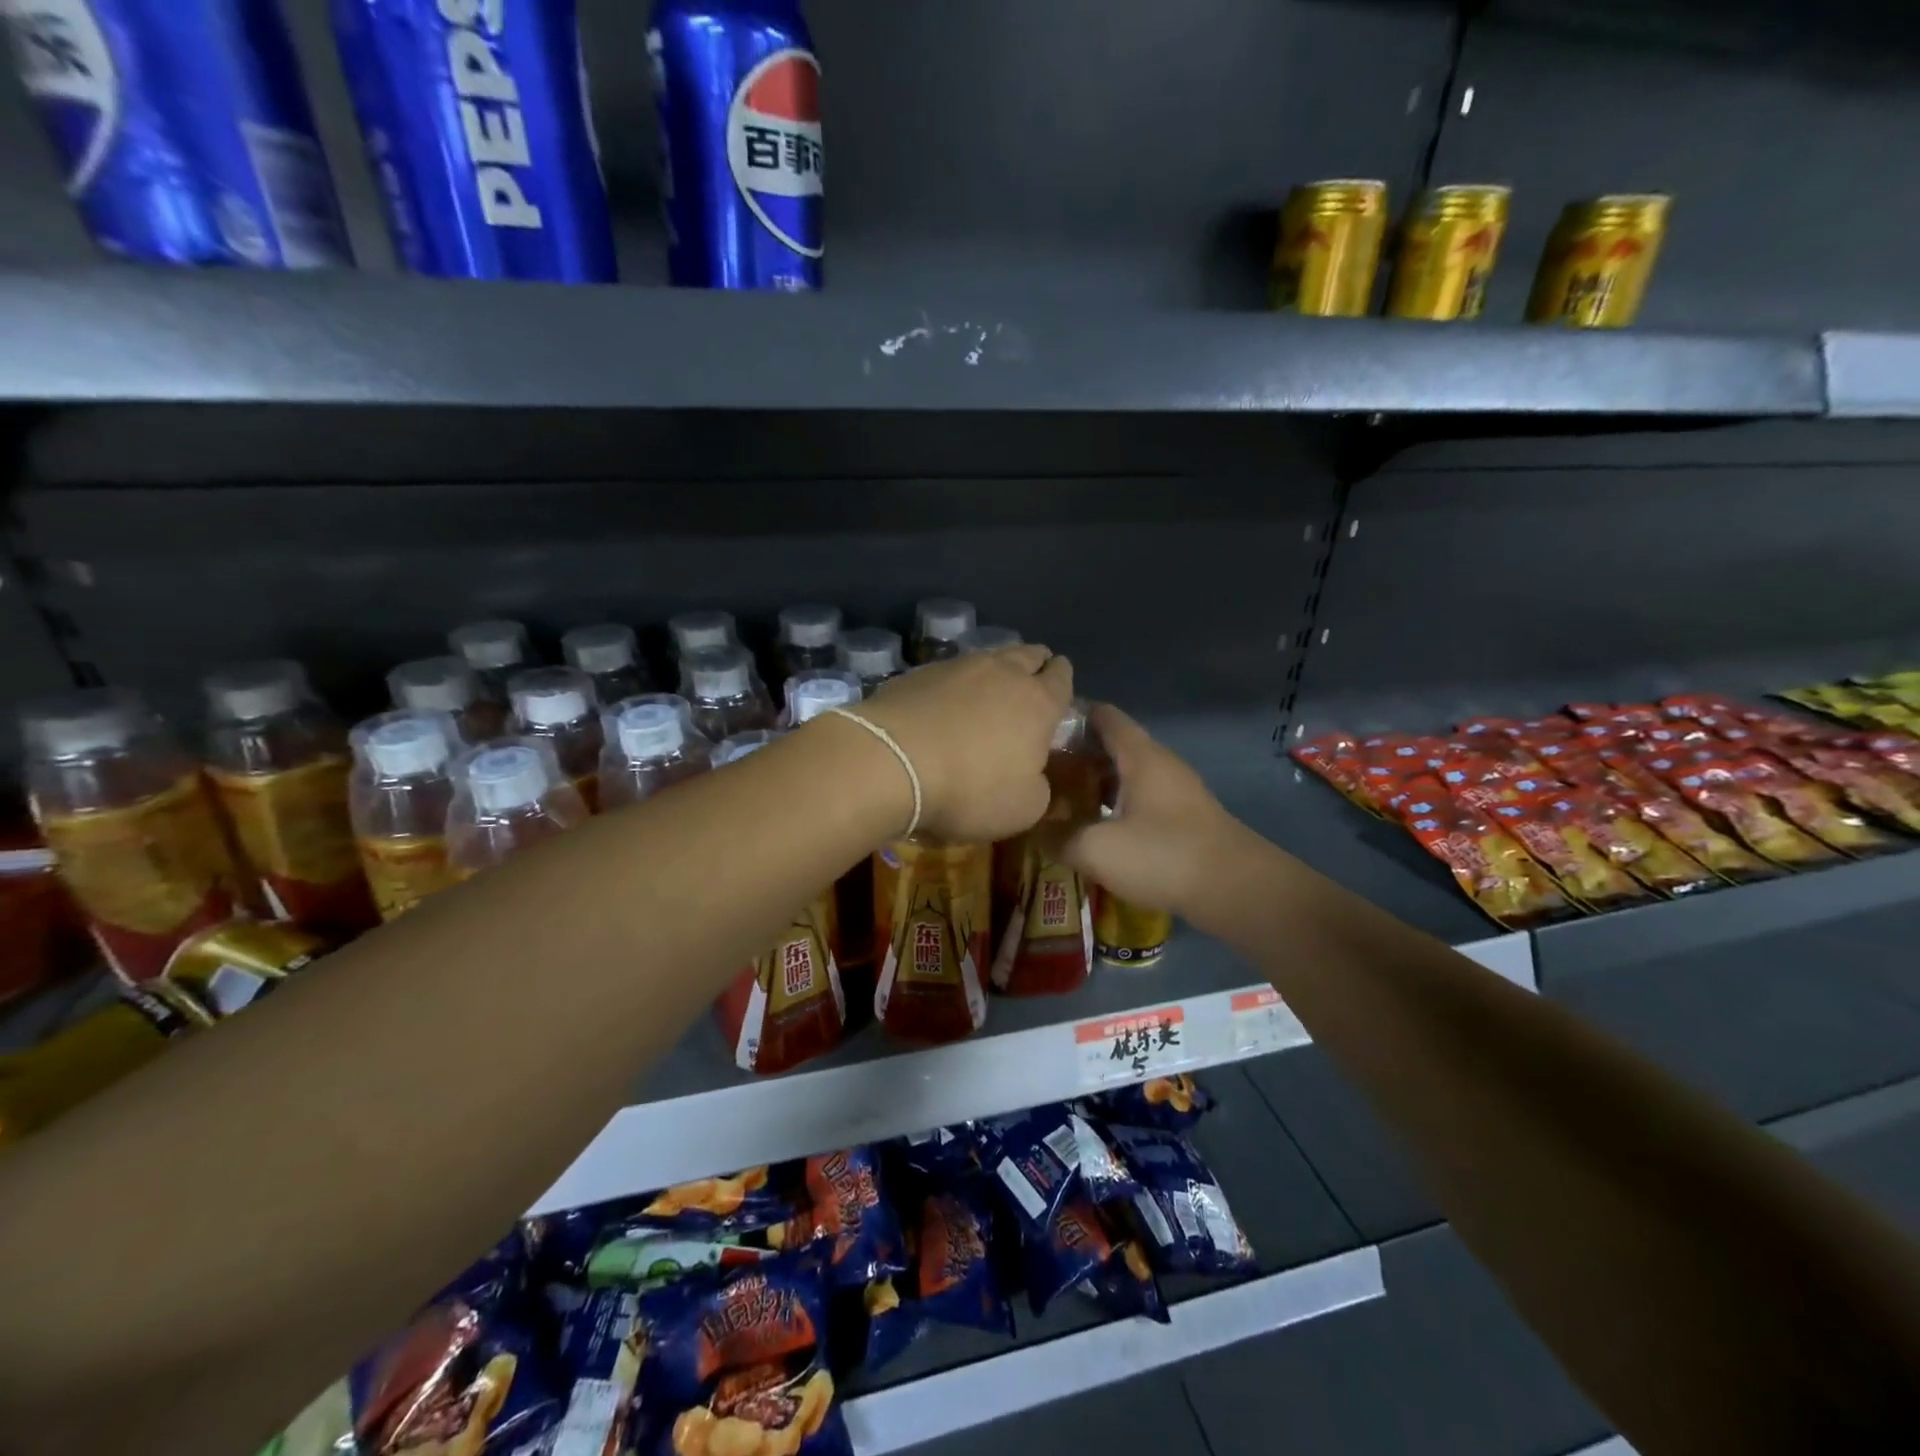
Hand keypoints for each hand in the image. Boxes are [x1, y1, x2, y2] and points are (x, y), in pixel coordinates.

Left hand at [855, 645, 1073, 841]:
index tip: (1058, 695)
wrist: (890, 763)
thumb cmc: (970, 788)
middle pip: (1029, 654)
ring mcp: (957, 666)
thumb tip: (1034, 776)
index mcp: (1038, 701)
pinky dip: (955, 685)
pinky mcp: (918, 672)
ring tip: (987, 696)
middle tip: (1028, 689)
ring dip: (994, 673)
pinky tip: (944, 706)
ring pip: (989, 657)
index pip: (1062, 677)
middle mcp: (1003, 672)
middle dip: (1034, 666)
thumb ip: (1040, 787)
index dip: (1063, 683)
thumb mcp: (1023, 808)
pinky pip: (949, 671)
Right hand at [1055, 705, 1241, 920]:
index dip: (1069, 716)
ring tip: (1060, 801)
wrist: (1237, 890)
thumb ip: (1059, 837)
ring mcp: (1175, 791)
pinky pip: (1140, 799)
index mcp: (1140, 755)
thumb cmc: (1163, 856)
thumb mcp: (1097, 849)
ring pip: (1126, 775)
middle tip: (1040, 773)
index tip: (1036, 731)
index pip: (1102, 715)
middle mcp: (1159, 764)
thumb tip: (1034, 830)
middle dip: (1075, 755)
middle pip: (1112, 745)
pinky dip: (1114, 805)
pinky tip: (1096, 830)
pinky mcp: (1183, 819)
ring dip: (1094, 784)